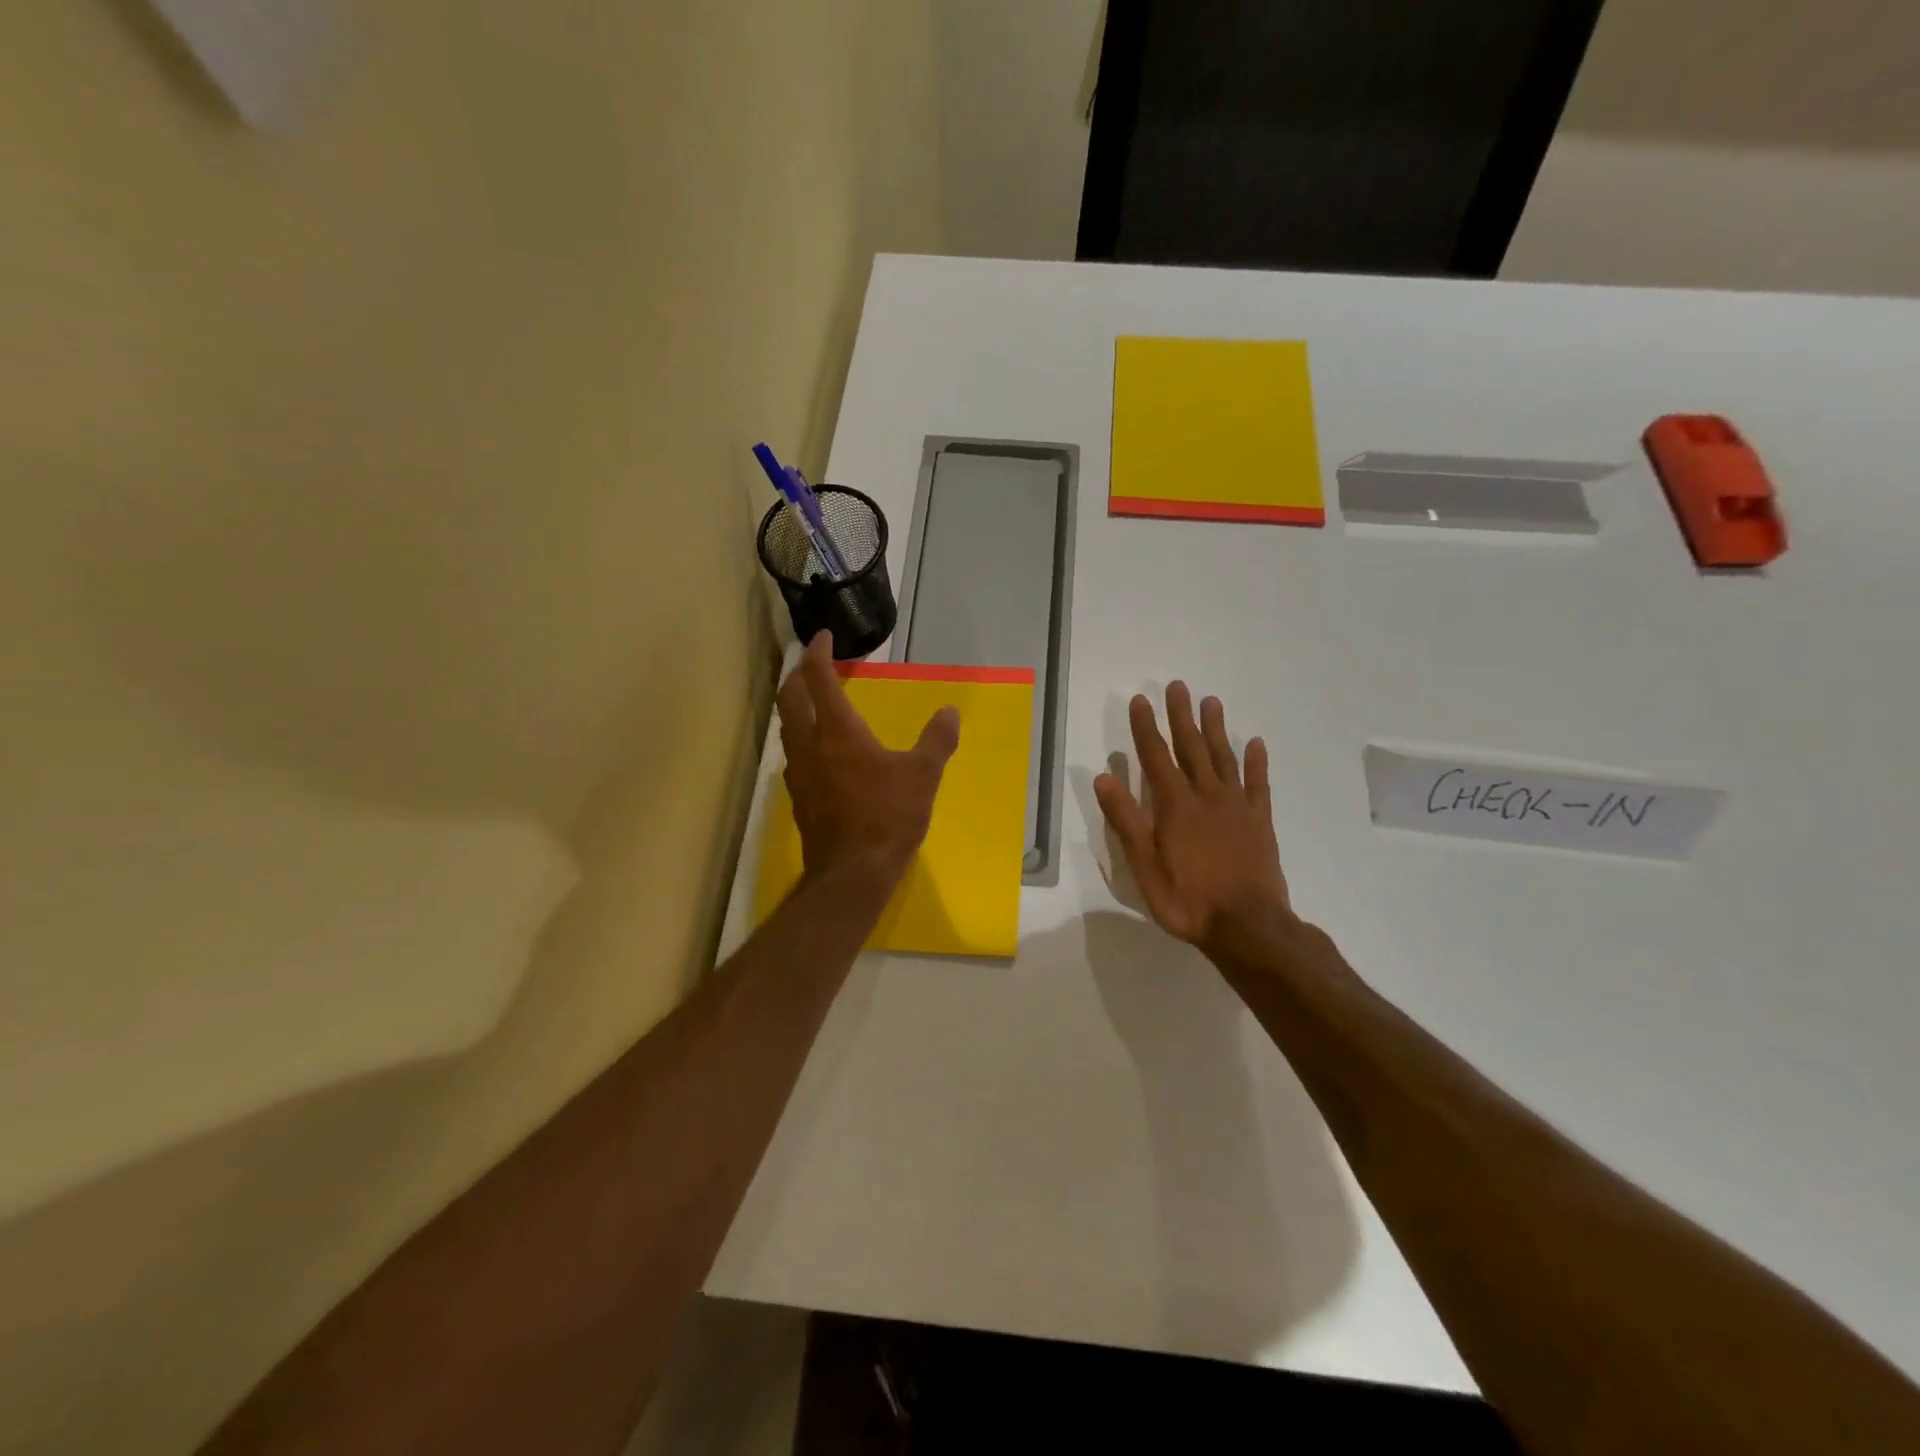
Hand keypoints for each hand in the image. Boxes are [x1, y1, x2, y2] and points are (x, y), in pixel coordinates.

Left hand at [777, 633, 959, 884]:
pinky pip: (793, 755)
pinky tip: (819, 751)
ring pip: (786, 727)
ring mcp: (799, 773)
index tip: (822, 636)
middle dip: (797, 675)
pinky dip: (801, 738)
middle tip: (811, 664)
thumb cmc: (888, 816)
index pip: (818, 678)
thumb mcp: (923, 775)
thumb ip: (937, 740)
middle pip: (789, 698)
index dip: (817, 652)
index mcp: (837, 730)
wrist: (852, 873)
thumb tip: (950, 712)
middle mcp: (810, 744)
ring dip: (795, 706)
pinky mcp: (798, 798)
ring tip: (811, 702)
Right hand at [1094, 684, 1294, 960]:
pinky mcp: (1260, 821)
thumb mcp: (1144, 865)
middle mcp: (1205, 796)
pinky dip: (1256, 762)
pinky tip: (1255, 743)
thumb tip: (1104, 777)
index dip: (1146, 727)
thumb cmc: (1187, 899)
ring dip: (1216, 729)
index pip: (1155, 757)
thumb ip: (1125, 820)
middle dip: (1181, 716)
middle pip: (1191, 748)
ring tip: (1211, 702)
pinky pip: (1258, 784)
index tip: (1140, 700)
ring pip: (1224, 758)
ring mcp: (1236, 806)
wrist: (1247, 926)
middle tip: (1178, 686)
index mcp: (1174, 805)